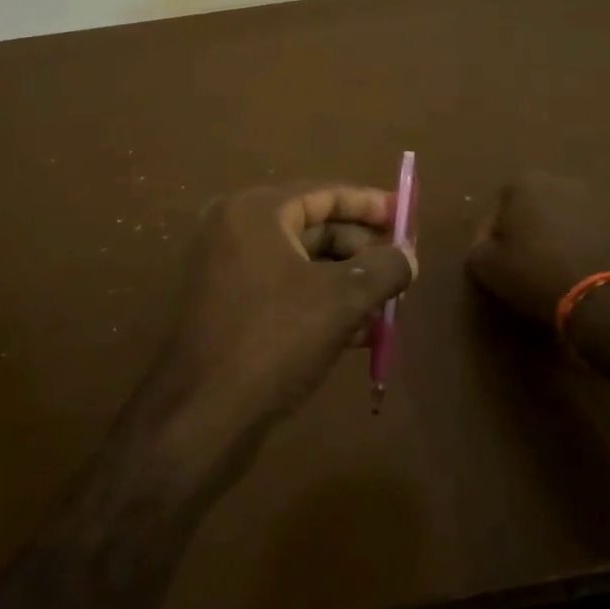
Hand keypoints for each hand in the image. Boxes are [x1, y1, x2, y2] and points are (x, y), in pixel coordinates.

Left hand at [142, 183, 414, 475]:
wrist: (201, 416)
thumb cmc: (274, 340)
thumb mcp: (342, 300)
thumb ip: (384, 268)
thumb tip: (408, 256)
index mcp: (256, 212)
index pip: (325, 192)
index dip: (370, 204)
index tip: (406, 216)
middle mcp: (237, 230)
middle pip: (315, 226)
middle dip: (362, 249)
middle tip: (402, 269)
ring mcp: (228, 270)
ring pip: (304, 264)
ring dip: (348, 282)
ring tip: (388, 305)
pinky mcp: (229, 308)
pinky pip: (286, 291)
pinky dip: (322, 303)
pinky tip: (360, 332)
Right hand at [466, 172, 609, 328]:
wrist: (604, 295)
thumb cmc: (535, 272)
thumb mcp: (486, 267)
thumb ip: (478, 249)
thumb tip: (485, 247)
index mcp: (526, 182)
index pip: (499, 205)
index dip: (492, 235)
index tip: (494, 260)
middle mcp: (563, 181)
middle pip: (534, 207)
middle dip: (528, 230)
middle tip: (522, 262)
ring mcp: (598, 200)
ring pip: (565, 219)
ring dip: (557, 237)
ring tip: (552, 270)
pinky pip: (591, 234)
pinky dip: (582, 247)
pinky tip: (577, 273)